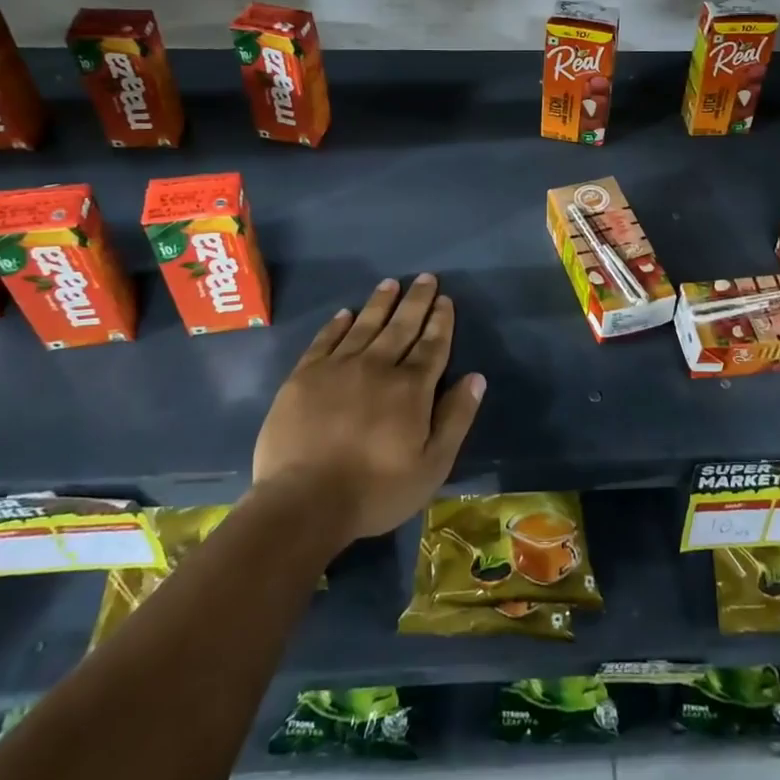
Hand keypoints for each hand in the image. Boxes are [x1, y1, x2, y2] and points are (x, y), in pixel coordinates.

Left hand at [252, 274, 485, 545]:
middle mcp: (377, 366)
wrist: (303, 502)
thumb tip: (476, 377)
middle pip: (401, 326)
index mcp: (411, 388)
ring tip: (391, 283)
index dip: (441, 321)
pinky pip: (325, 340)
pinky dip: (337, 324)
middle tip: (425, 277)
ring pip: (365, 326)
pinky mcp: (304, 376)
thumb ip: (456, 418)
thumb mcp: (431, 465)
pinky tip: (346, 313)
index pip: (432, 345)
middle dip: (416, 301)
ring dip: (380, 303)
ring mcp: (337, 368)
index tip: (445, 300)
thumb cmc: (375, 490)